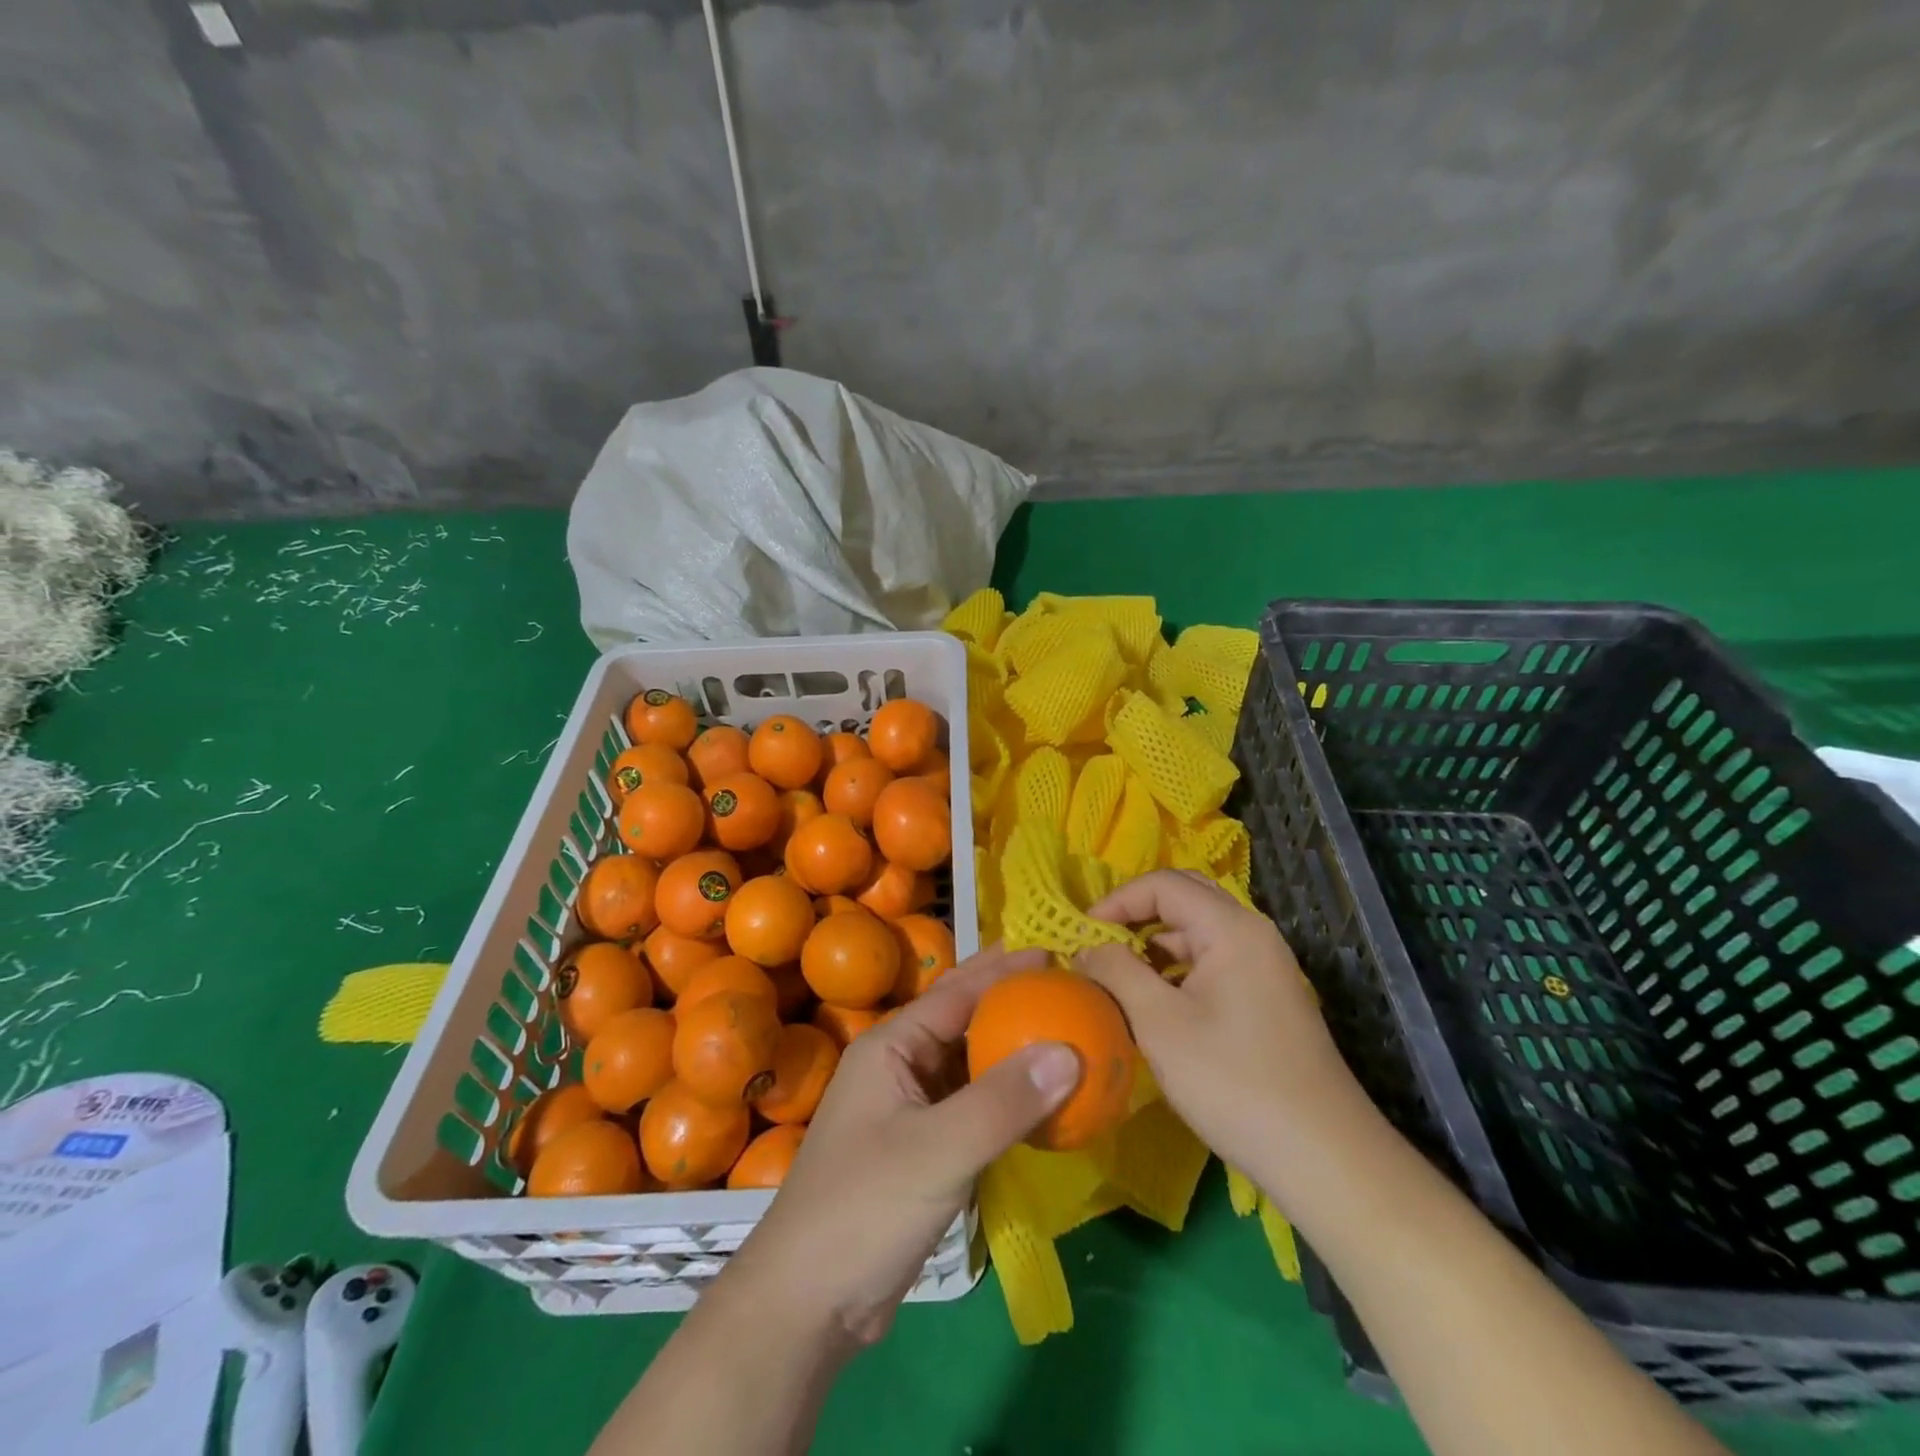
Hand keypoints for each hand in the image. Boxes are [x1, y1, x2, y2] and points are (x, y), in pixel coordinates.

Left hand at [734, 945, 1079, 1345]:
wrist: (808, 1305)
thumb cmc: (864, 1209)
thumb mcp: (938, 1150)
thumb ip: (1004, 1101)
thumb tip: (1070, 1050)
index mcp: (891, 1047)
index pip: (957, 992)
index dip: (1005, 969)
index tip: (1055, 952)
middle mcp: (899, 1067)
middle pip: (964, 1021)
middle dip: (1011, 1002)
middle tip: (1067, 989)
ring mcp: (909, 1110)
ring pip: (970, 1066)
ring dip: (1012, 1052)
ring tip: (1065, 1036)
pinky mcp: (922, 1150)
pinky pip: (973, 1108)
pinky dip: (1006, 1100)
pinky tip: (1042, 1103)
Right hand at [1077, 870, 1362, 1188]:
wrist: (1323, 1157)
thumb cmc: (1233, 1082)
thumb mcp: (1159, 1024)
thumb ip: (1117, 972)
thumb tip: (1086, 947)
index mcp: (1231, 928)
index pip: (1163, 884)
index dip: (1116, 900)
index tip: (1080, 934)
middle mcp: (1252, 934)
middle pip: (1184, 898)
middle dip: (1135, 914)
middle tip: (1097, 944)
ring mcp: (1264, 966)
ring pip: (1198, 932)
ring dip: (1154, 944)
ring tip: (1116, 976)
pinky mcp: (1266, 997)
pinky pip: (1212, 962)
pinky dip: (1176, 969)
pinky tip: (1153, 1003)